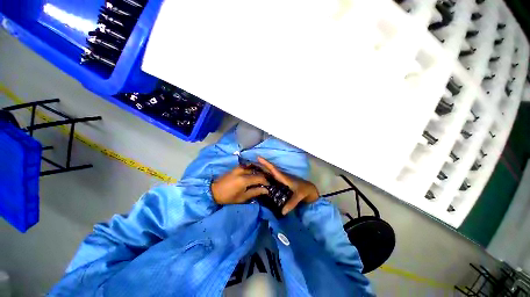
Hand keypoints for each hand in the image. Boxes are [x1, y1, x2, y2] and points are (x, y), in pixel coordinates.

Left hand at [212, 166, 269, 204]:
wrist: (213, 190)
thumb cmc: (228, 197)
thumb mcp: (242, 197)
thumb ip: (255, 192)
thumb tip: (266, 190)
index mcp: (244, 180)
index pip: (260, 178)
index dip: (266, 181)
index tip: (270, 185)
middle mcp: (243, 170)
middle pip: (257, 171)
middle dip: (264, 176)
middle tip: (267, 181)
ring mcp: (239, 167)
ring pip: (253, 167)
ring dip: (259, 171)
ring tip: (262, 178)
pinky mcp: (237, 167)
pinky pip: (248, 166)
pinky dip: (253, 169)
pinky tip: (255, 174)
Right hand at [257, 157, 319, 214]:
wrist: (310, 190)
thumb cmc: (305, 190)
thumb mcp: (299, 196)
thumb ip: (291, 203)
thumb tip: (282, 212)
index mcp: (284, 177)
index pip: (273, 169)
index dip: (266, 163)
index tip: (258, 158)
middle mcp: (281, 177)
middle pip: (269, 170)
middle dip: (261, 166)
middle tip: (249, 165)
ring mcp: (281, 180)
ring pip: (270, 174)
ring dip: (262, 171)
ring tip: (252, 171)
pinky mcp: (281, 183)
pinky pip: (271, 179)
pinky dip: (265, 178)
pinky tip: (260, 181)